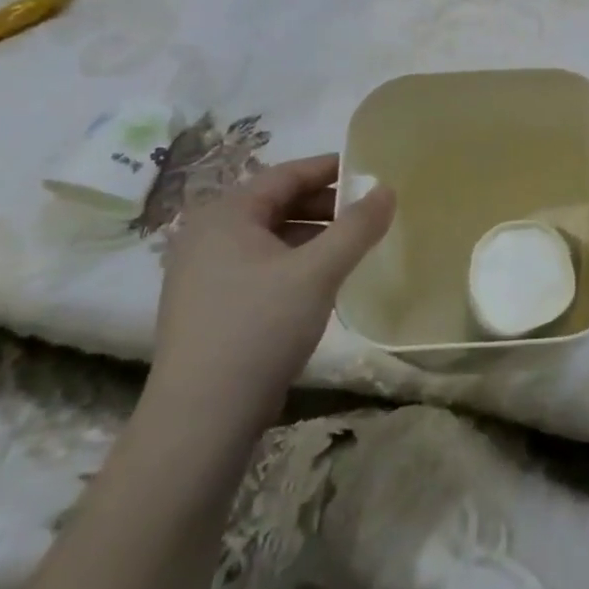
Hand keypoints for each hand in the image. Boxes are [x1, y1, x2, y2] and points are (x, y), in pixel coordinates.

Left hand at [148, 155, 394, 440]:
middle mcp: (207, 235)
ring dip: (312, 234)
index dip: (331, 169)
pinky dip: (293, 261)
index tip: (371, 171)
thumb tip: (387, 190)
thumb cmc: (259, 329)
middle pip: (276, 203)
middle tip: (368, 212)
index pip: (286, 174)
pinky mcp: (208, 305)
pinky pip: (259, 264)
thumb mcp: (318, 272)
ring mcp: (202, 272)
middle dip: (325, 204)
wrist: (201, 419)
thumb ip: (357, 227)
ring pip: (269, 236)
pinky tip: (321, 280)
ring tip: (352, 246)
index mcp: (225, 215)